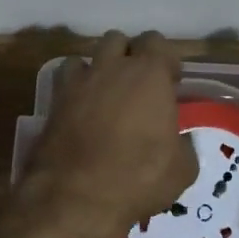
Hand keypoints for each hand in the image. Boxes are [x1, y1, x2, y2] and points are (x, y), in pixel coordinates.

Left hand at [18, 31, 198, 237]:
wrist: (77, 196)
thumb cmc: (138, 178)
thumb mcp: (182, 169)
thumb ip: (183, 144)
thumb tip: (178, 141)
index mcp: (149, 74)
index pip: (157, 42)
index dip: (165, 60)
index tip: (171, 82)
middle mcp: (113, 67)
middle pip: (120, 40)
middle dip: (130, 55)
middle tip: (138, 85)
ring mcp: (81, 80)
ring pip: (90, 53)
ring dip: (101, 66)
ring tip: (107, 92)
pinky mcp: (55, 99)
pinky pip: (66, 77)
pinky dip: (75, 84)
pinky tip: (81, 106)